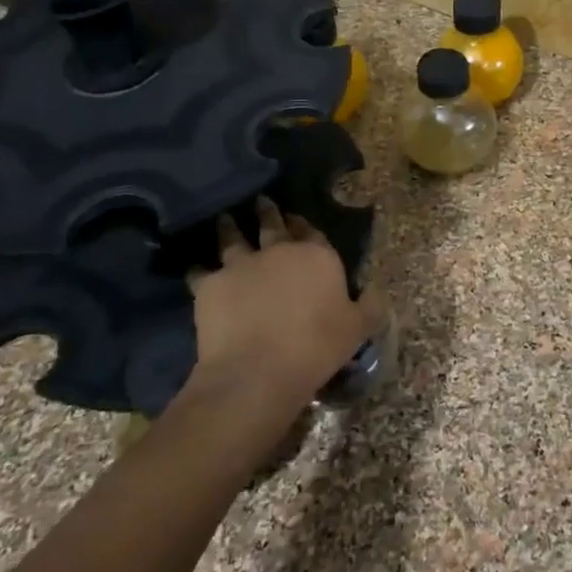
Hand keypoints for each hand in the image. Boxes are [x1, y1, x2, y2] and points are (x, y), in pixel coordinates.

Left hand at [187, 198, 383, 412]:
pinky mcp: (210, 284)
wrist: (258, 370)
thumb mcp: (357, 329)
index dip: (304, 223)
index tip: (297, 218)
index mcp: (316, 256)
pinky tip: (195, 266)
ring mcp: (241, 264)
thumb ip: (369, 306)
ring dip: (230, 227)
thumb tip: (376, 290)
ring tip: (226, 218)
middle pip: (272, 224)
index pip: (311, 230)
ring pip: (233, 238)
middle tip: (261, 201)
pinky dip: (198, 268)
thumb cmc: (316, 347)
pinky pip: (200, 270)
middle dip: (267, 212)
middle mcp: (278, 251)